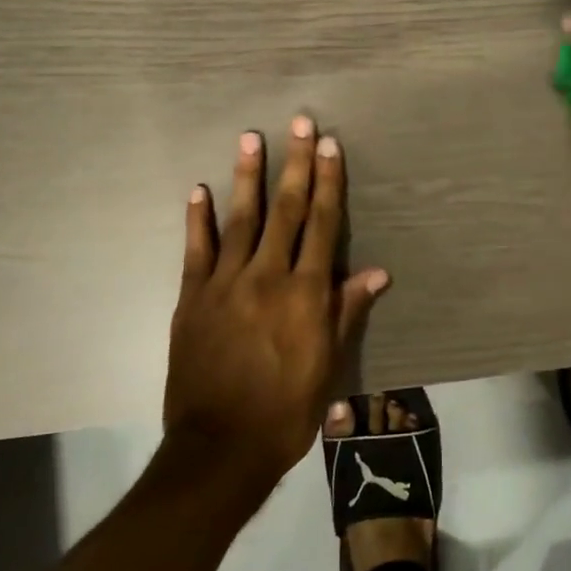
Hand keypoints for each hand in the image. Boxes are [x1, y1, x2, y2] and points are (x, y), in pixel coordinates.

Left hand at [163, 117, 389, 496]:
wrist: (220, 449)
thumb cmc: (287, 410)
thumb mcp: (329, 365)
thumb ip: (347, 312)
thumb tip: (377, 272)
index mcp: (306, 293)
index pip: (323, 225)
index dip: (329, 182)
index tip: (330, 146)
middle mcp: (268, 277)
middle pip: (287, 210)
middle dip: (295, 164)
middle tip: (299, 122)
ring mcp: (225, 284)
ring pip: (241, 219)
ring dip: (248, 176)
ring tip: (251, 137)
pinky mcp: (192, 298)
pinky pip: (196, 250)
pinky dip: (198, 218)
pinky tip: (199, 189)